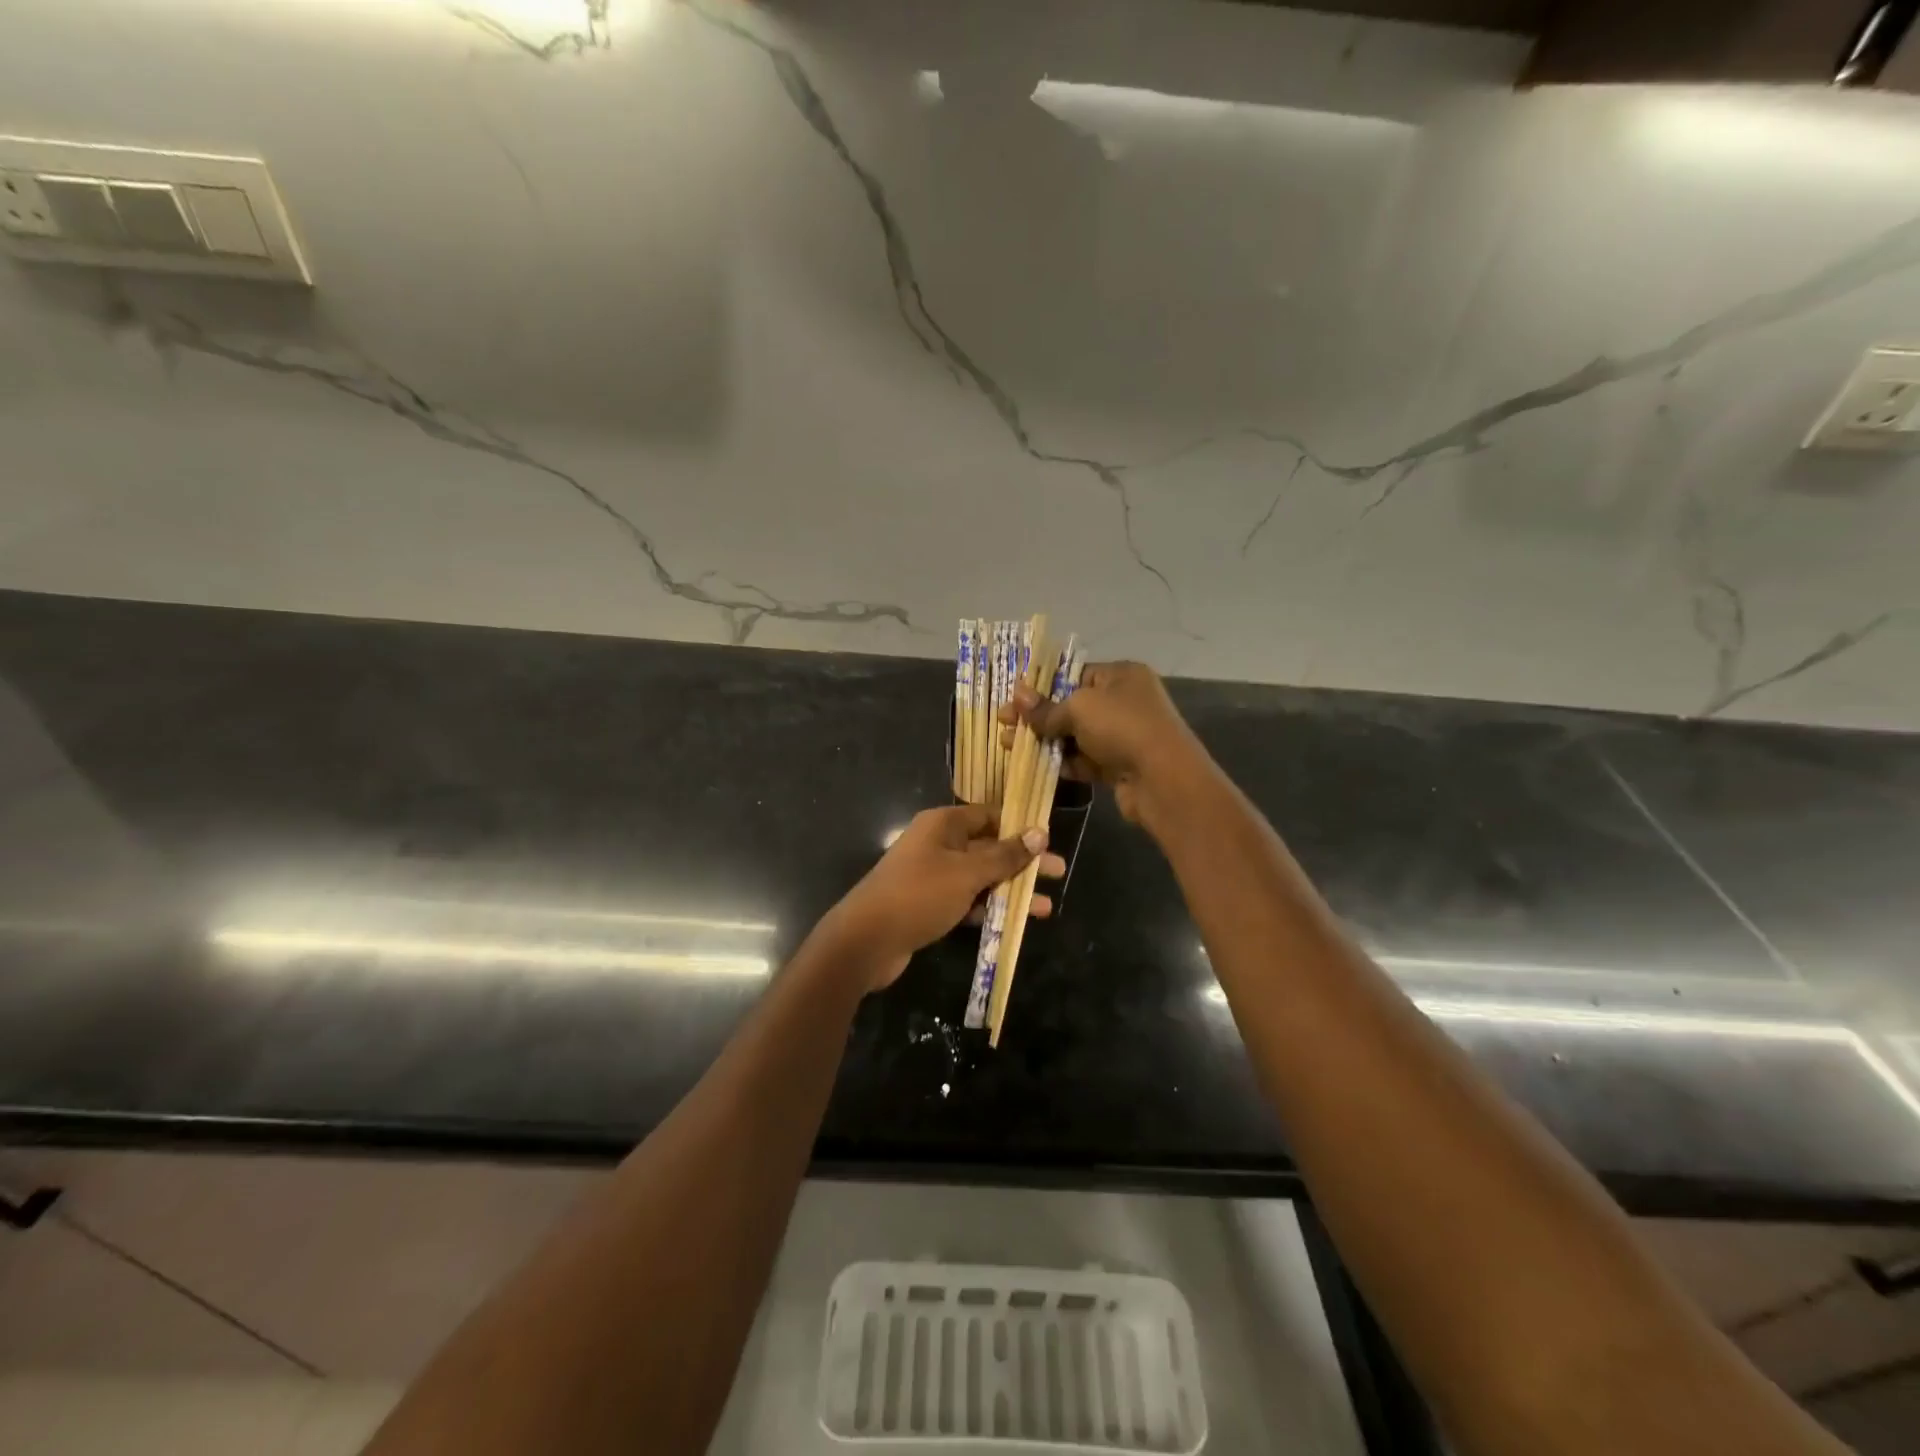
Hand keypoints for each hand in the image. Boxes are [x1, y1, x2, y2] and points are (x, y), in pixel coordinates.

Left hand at [825, 805, 1066, 991]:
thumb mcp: (967, 873)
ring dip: (1011, 889)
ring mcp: (932, 876)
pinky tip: (1016, 921)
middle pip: (988, 846)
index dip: (1019, 824)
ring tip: (1046, 907)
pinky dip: (990, 908)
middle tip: (1059, 872)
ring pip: (980, 877)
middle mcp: (938, 844)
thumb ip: (1005, 855)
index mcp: (943, 824)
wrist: (866, 940)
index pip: (989, 814)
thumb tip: (1039, 833)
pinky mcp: (930, 905)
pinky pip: (967, 900)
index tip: (1050, 838)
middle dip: (1022, 861)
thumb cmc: (919, 895)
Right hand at [1002, 661, 1214, 832]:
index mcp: (1121, 675)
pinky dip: (1061, 762)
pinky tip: (1032, 764)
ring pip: (1075, 735)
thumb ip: (1046, 708)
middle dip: (1037, 716)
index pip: (1075, 674)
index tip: (1013, 697)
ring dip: (1044, 740)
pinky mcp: (1118, 766)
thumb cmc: (1123, 728)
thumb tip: (1017, 696)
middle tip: (1003, 723)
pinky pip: (1083, 760)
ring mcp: (1122, 736)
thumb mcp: (1079, 709)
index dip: (1042, 685)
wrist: (1163, 780)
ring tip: (1007, 745)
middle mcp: (1124, 702)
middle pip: (1072, 706)